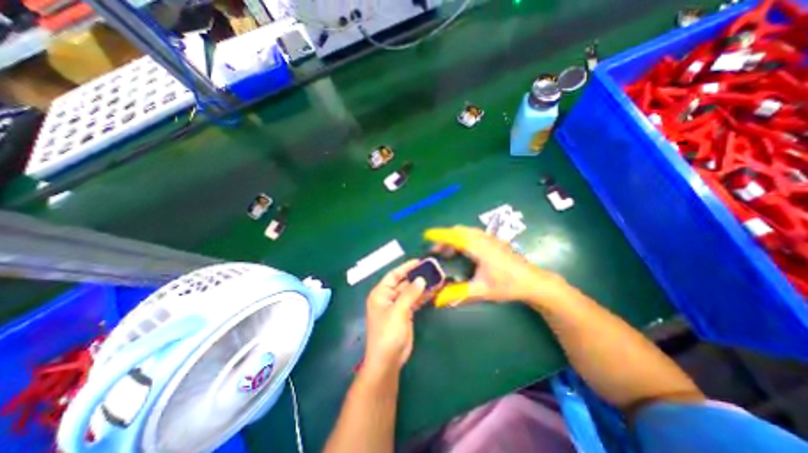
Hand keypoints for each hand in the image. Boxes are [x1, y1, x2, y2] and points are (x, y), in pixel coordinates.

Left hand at [365, 260, 428, 372]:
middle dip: (416, 277)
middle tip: (431, 270)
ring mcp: (397, 306)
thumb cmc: (388, 333)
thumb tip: (421, 279)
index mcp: (381, 294)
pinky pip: (414, 301)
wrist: (388, 360)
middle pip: (403, 283)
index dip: (405, 267)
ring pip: (410, 292)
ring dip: (421, 286)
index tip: (419, 262)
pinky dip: (422, 297)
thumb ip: (410, 294)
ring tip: (436, 279)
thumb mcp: (398, 311)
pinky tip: (433, 291)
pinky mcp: (405, 314)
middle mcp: (388, 297)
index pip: (393, 275)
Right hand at [424, 227, 567, 307]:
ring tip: (449, 252)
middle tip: (438, 252)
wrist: (534, 281)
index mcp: (479, 248)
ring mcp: (490, 238)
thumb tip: (438, 300)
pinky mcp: (495, 240)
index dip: (439, 235)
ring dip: (454, 238)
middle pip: (459, 231)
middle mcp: (483, 238)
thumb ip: (459, 293)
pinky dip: (463, 237)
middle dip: (445, 238)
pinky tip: (464, 250)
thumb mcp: (482, 290)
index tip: (426, 236)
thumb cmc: (508, 285)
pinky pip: (473, 233)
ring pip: (466, 231)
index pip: (454, 236)